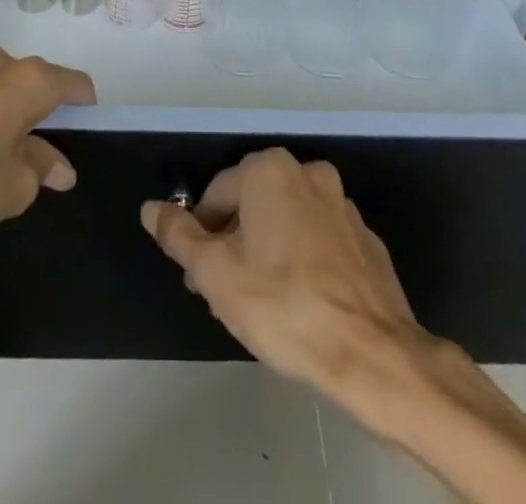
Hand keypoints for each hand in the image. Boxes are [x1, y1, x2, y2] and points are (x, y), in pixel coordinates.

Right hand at [141, 148, 426, 398]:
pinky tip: (300, 304)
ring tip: (261, 304)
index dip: (200, 235)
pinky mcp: (364, 237)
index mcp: (269, 170)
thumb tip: (151, 208)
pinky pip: (318, 240)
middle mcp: (307, 173)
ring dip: (267, 250)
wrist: (373, 354)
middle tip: (225, 293)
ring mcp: (341, 204)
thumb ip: (180, 237)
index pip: (216, 194)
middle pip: (252, 203)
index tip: (199, 278)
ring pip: (286, 220)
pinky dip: (303, 260)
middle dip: (233, 242)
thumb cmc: (284, 307)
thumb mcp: (216, 275)